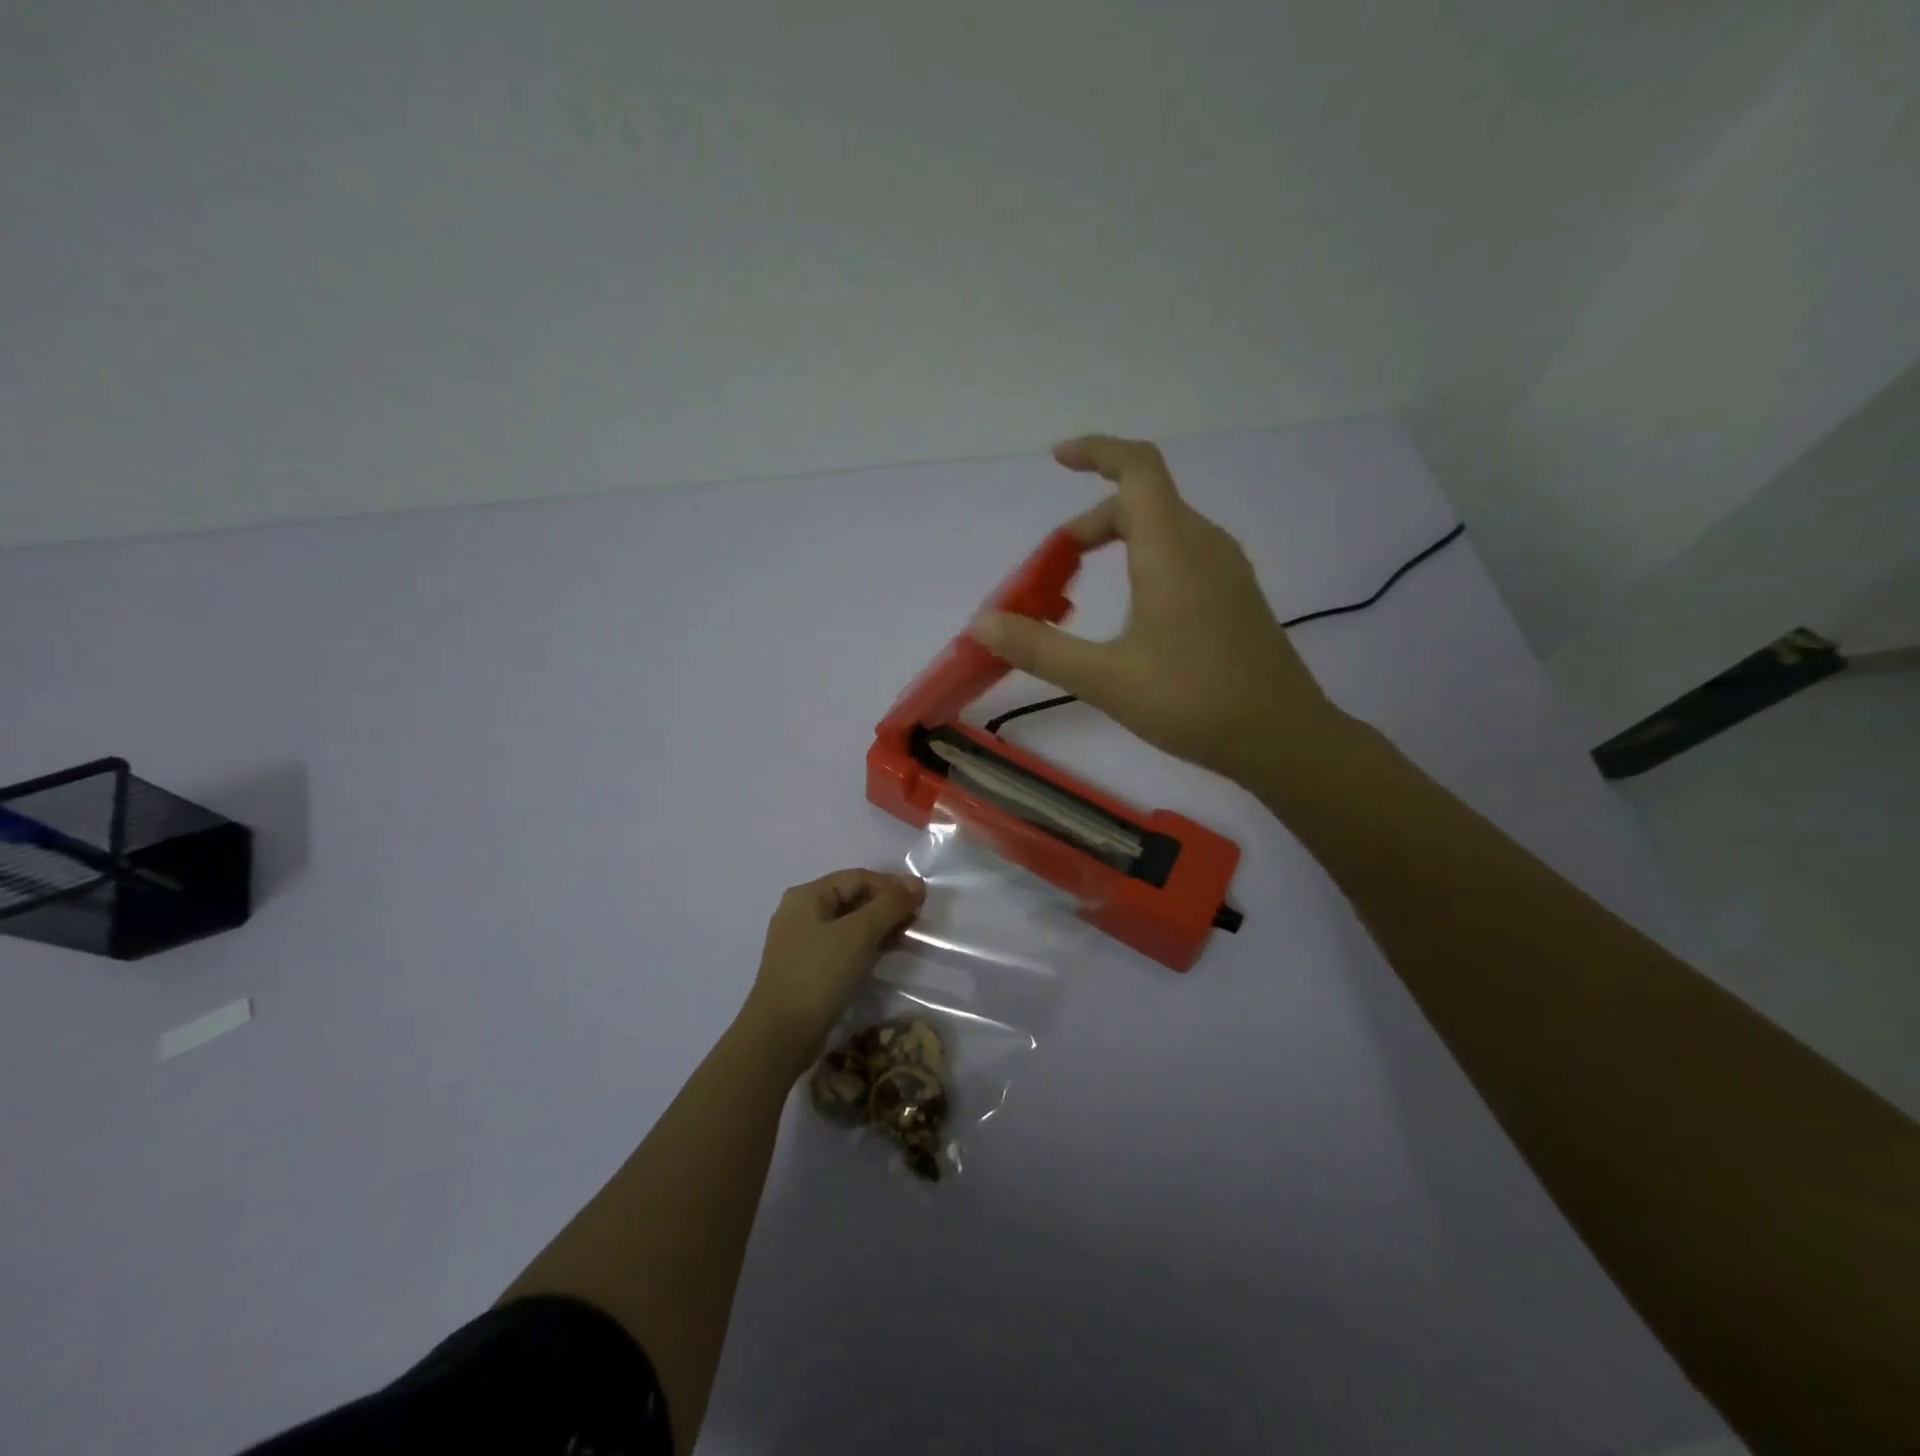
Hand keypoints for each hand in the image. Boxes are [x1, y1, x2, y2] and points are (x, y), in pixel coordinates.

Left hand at [740, 869, 925, 1070]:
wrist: (779, 1036)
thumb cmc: (818, 975)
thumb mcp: (858, 934)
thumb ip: (889, 905)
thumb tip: (917, 884)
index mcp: (807, 896)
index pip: (857, 878)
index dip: (891, 884)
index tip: (922, 899)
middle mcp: (801, 913)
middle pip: (853, 898)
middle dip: (886, 905)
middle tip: (917, 919)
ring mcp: (802, 942)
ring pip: (850, 924)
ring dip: (879, 926)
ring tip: (908, 935)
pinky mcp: (809, 968)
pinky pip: (843, 945)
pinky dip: (866, 945)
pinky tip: (887, 954)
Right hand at [972, 435, 1350, 787]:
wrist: (1283, 738)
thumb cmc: (1193, 701)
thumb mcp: (1105, 678)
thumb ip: (1039, 648)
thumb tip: (981, 623)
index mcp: (1173, 548)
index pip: (1136, 468)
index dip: (1096, 452)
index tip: (1057, 459)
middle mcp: (1204, 544)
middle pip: (1141, 503)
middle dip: (1088, 527)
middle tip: (1050, 573)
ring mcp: (1226, 570)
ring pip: (1162, 530)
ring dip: (1115, 546)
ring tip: (1079, 593)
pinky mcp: (1235, 596)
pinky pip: (1181, 556)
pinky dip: (1143, 564)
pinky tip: (1130, 616)